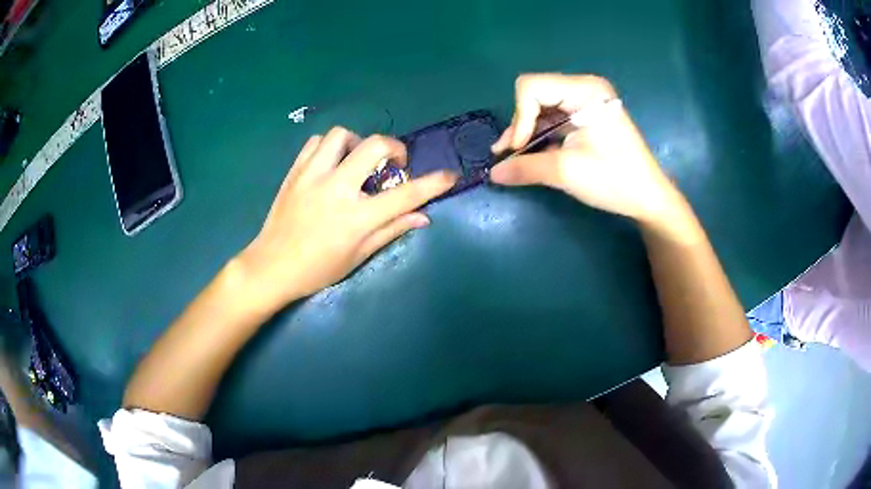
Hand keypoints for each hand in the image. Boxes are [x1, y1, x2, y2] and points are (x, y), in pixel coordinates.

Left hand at [237, 127, 457, 312]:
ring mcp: (312, 176)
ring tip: (357, 162)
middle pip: (374, 145)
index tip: (449, 176)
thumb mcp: (358, 256)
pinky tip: (332, 163)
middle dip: (394, 148)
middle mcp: (336, 188)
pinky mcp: (295, 172)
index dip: (432, 183)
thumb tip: (422, 217)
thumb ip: (391, 230)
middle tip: (394, 164)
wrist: (271, 266)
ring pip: (341, 135)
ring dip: (358, 143)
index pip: (404, 195)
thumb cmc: (317, 269)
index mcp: (355, 217)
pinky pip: (316, 142)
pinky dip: (330, 146)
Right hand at [490, 74, 677, 222]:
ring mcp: (586, 101)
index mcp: (585, 90)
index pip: (531, 87)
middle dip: (521, 124)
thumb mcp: (566, 172)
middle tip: (511, 154)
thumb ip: (525, 168)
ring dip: (527, 131)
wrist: (648, 197)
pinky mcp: (586, 115)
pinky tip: (531, 153)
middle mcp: (584, 88)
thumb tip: (493, 174)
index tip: (519, 148)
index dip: (520, 117)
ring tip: (514, 157)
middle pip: (534, 95)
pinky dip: (540, 135)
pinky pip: (553, 118)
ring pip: (541, 107)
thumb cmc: (614, 180)